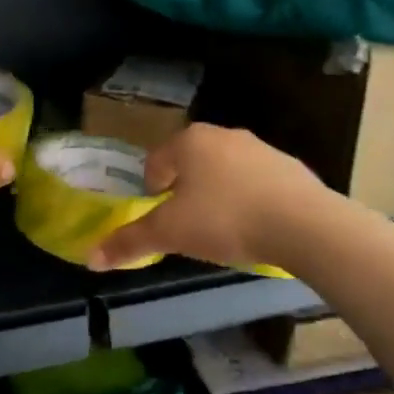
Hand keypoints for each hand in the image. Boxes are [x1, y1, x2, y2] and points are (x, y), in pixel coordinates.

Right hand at [89, 124, 329, 272]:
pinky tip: (256, 228)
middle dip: (184, 192)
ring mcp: (261, 148)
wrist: (303, 225)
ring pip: (225, 172)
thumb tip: (90, 257)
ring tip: (222, 231)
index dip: (151, 190)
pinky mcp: (290, 167)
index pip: (156, 160)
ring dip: (217, 195)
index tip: (159, 218)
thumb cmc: (225, 220)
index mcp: (190, 141)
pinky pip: (257, 183)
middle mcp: (224, 135)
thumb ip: (129, 242)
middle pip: (191, 164)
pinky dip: (249, 200)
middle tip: (187, 226)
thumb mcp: (170, 233)